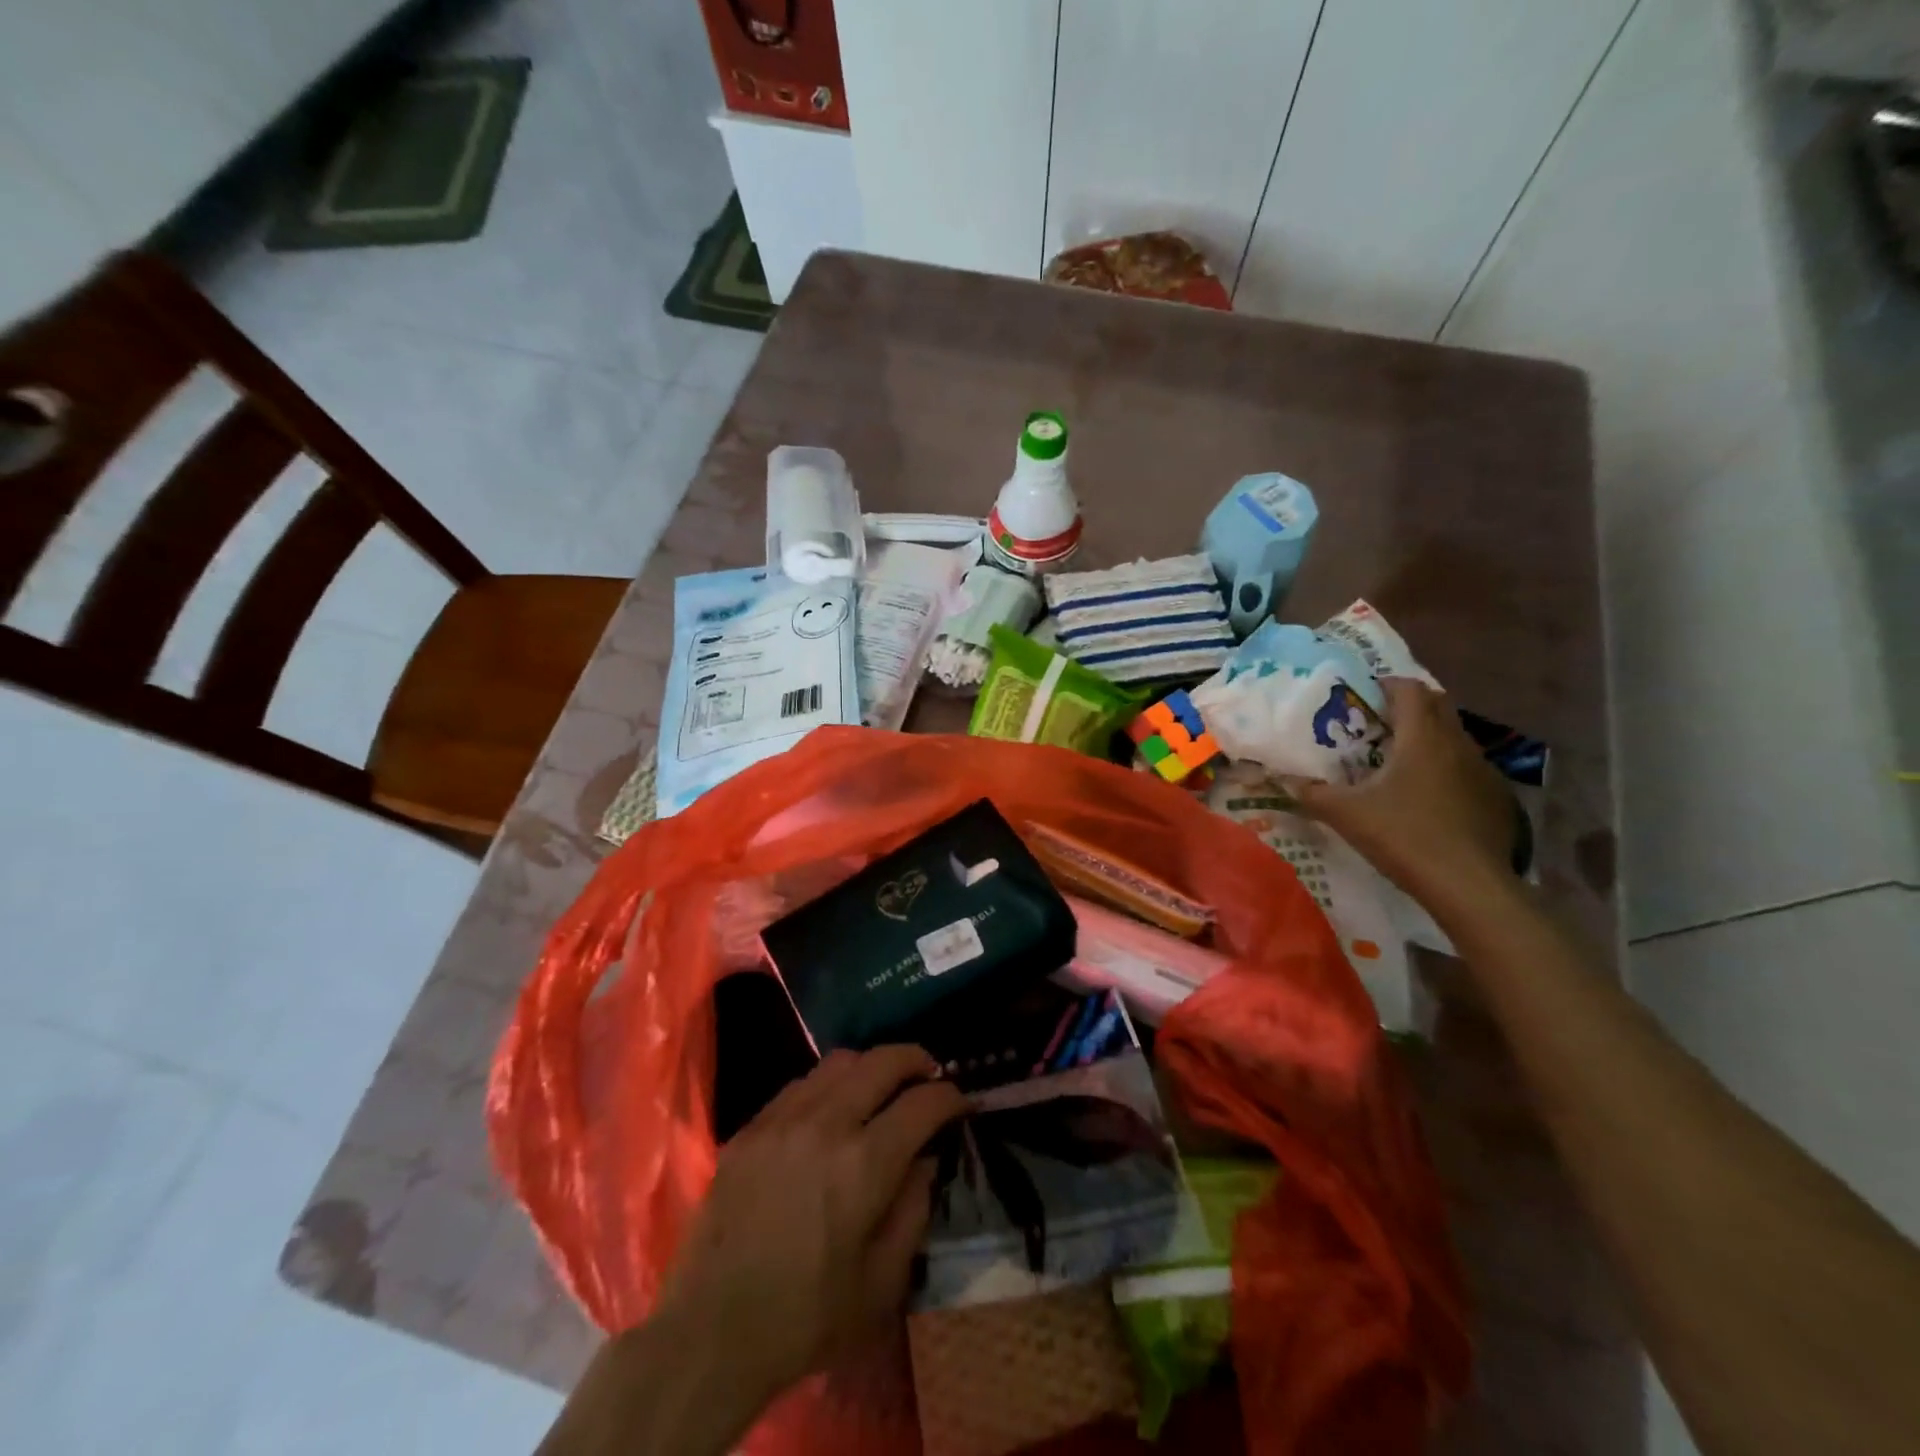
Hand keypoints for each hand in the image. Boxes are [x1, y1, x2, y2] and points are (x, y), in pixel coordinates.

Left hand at [655, 1044, 966, 1404]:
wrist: (711, 1334)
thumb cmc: (806, 1318)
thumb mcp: (882, 1283)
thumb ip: (913, 1210)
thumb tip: (924, 1159)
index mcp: (864, 1165)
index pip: (922, 1104)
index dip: (950, 1097)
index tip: (961, 1102)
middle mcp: (826, 1125)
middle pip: (882, 1061)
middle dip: (916, 1060)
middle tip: (930, 1073)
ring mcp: (782, 1120)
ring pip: (838, 1061)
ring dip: (871, 1066)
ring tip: (881, 1086)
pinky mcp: (750, 1128)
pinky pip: (800, 1084)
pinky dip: (828, 1085)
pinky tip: (831, 1110)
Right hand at [1281, 677, 1517, 904]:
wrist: (1469, 885)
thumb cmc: (1404, 836)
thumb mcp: (1346, 814)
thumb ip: (1312, 793)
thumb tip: (1285, 781)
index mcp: (1421, 737)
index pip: (1409, 689)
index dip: (1386, 684)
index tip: (1362, 696)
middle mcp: (1456, 743)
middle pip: (1437, 704)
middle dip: (1409, 706)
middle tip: (1378, 723)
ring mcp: (1482, 770)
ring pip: (1454, 736)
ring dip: (1428, 737)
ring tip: (1398, 760)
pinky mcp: (1495, 797)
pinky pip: (1466, 767)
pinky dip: (1445, 768)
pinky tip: (1427, 797)